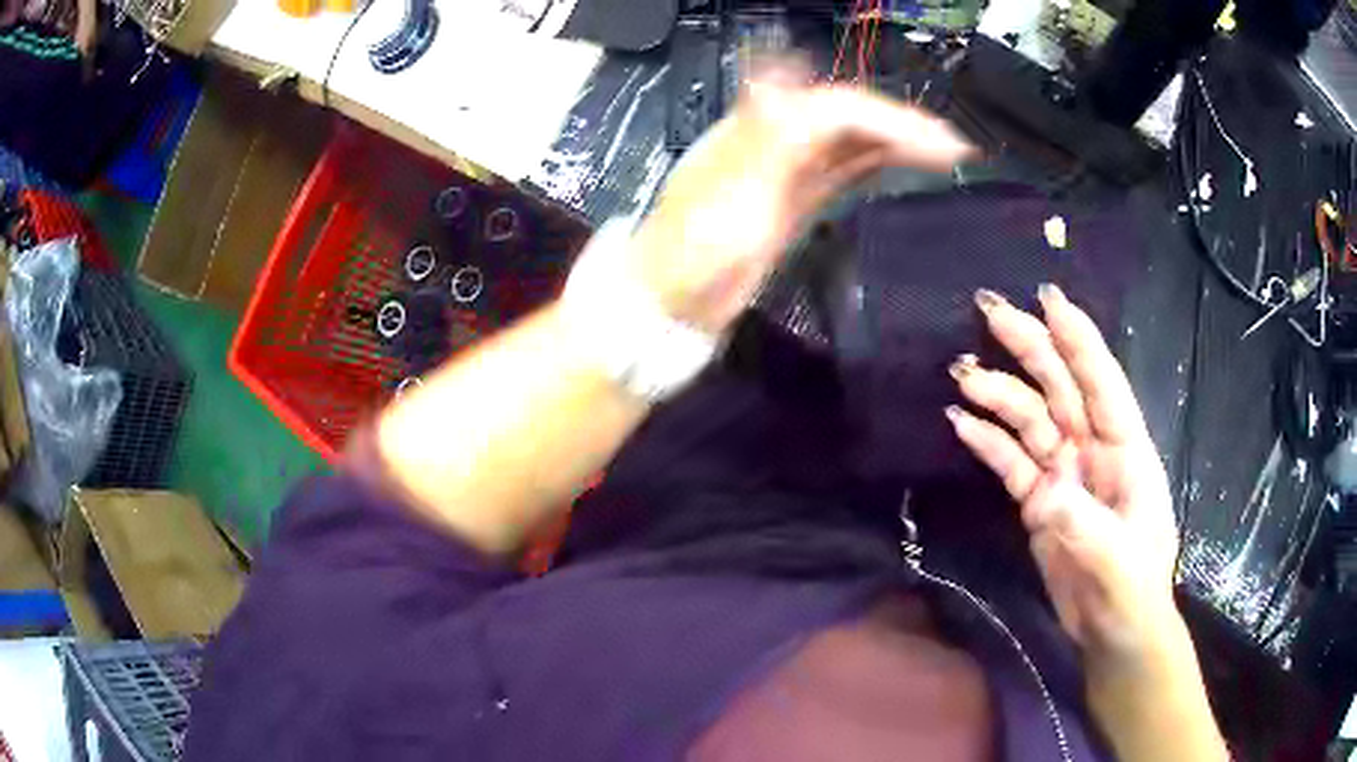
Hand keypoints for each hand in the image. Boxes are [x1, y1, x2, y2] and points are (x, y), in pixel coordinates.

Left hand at [629, 60, 974, 333]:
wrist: (669, 305)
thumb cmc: (694, 255)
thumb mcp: (731, 194)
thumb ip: (769, 135)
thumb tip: (787, 70)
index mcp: (759, 129)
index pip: (839, 108)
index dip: (891, 119)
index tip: (942, 143)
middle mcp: (775, 138)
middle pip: (849, 117)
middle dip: (903, 126)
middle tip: (955, 147)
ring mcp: (786, 167)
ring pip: (850, 140)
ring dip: (896, 141)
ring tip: (945, 154)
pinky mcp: (794, 198)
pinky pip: (842, 168)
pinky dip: (875, 160)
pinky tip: (901, 160)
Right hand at [946, 284, 1181, 664]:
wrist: (1113, 631)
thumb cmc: (1133, 590)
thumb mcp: (1116, 560)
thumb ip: (1084, 523)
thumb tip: (1044, 490)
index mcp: (1126, 450)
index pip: (1102, 384)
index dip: (1079, 340)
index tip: (1049, 300)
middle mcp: (1093, 450)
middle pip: (1060, 388)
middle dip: (1030, 347)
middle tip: (990, 310)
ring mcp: (1063, 473)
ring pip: (1030, 420)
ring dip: (998, 395)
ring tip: (961, 375)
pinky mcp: (1039, 501)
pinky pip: (1011, 462)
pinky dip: (988, 442)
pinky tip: (961, 423)